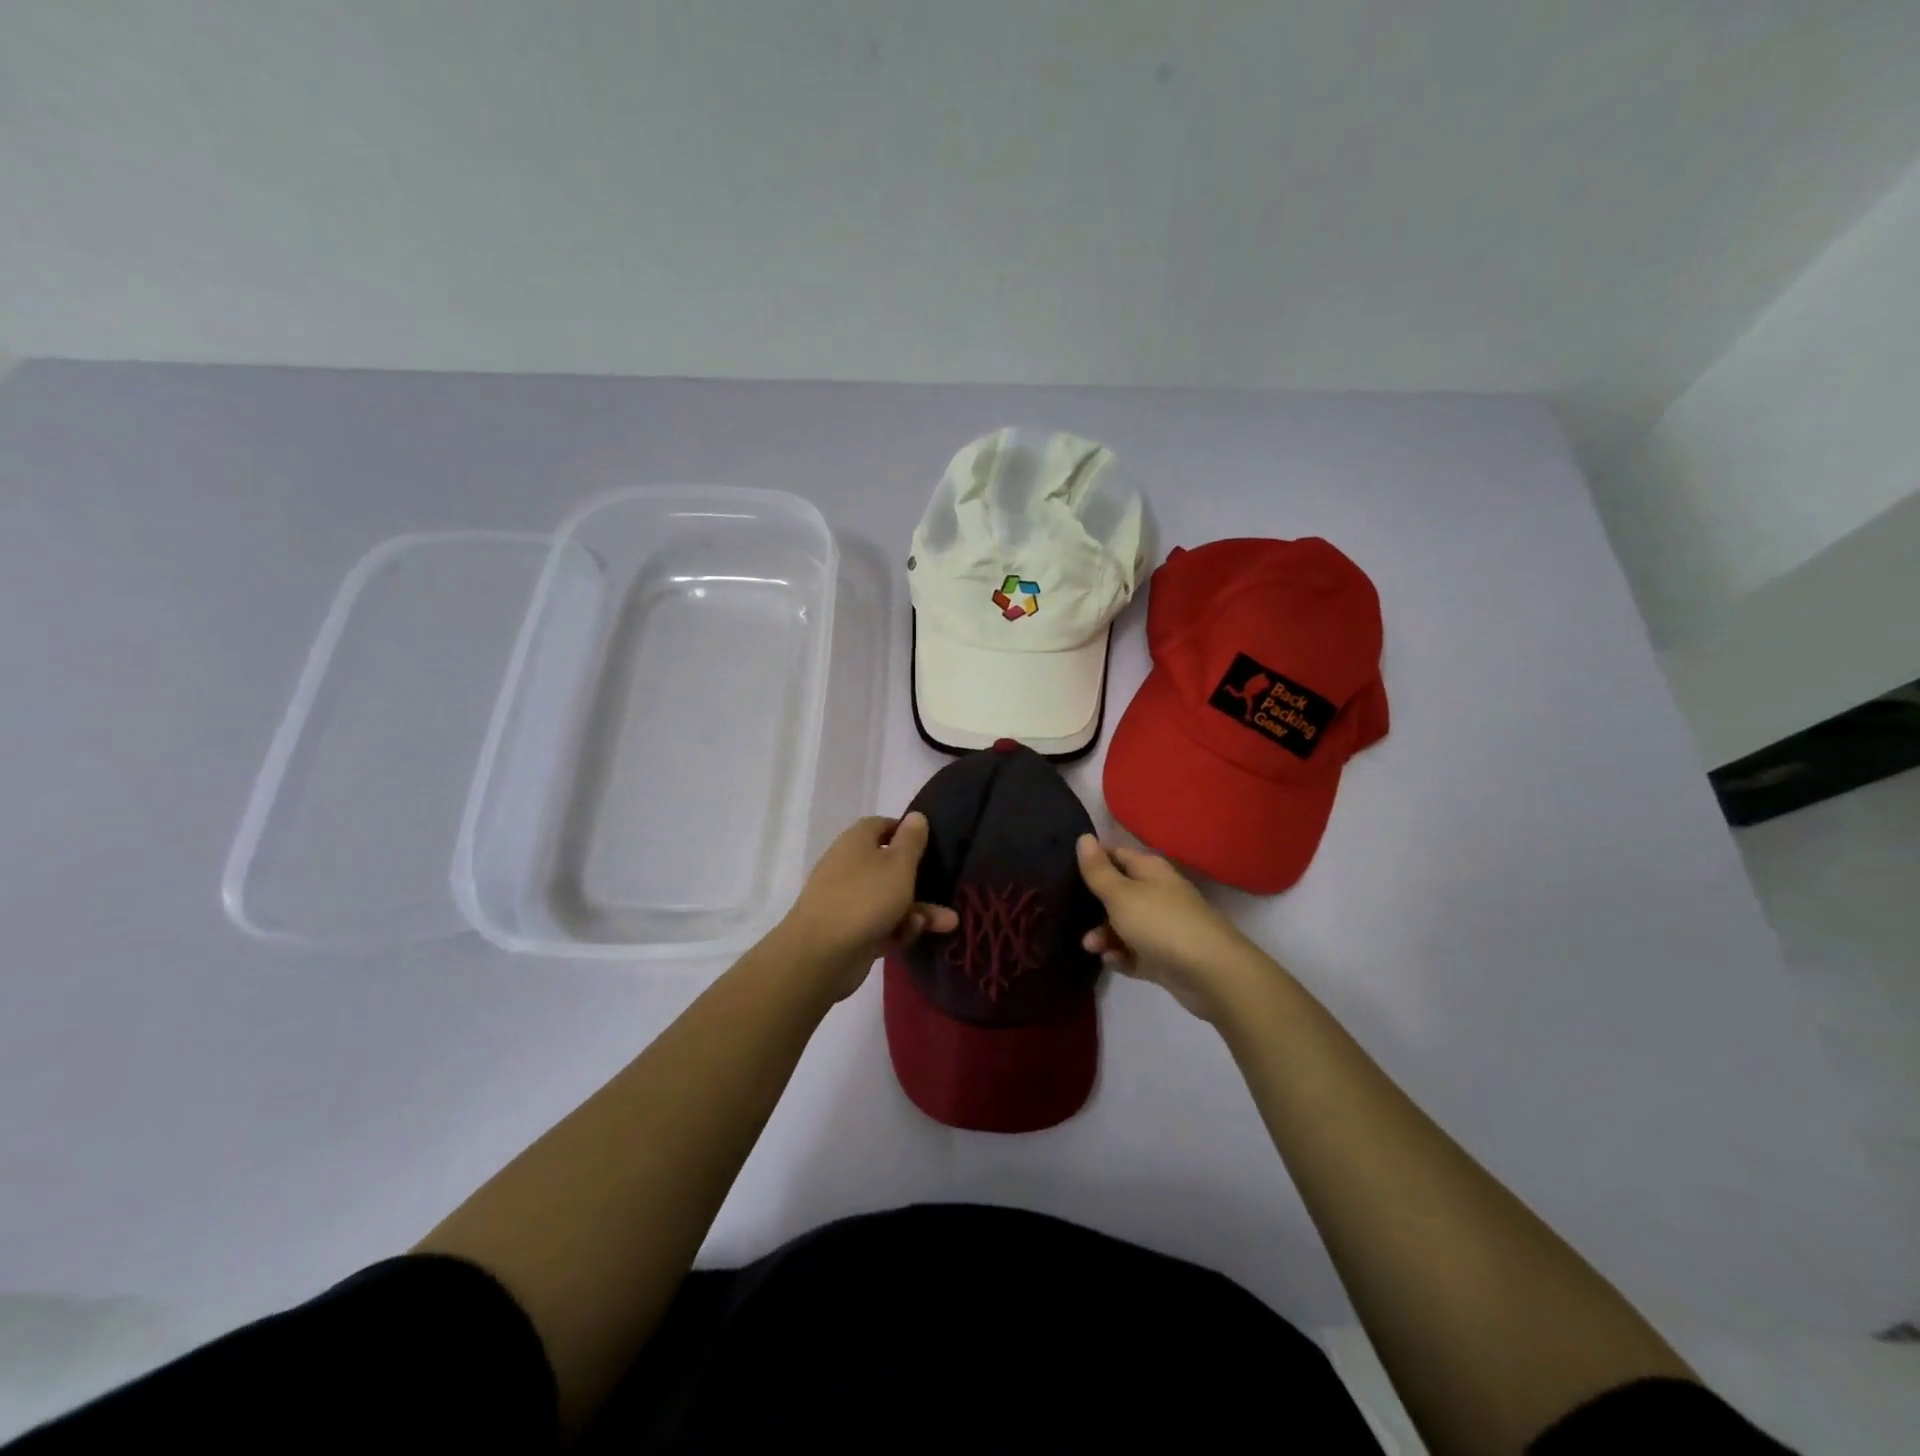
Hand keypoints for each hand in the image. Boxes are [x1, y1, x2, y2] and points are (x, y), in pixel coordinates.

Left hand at [780, 814, 958, 999]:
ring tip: (948, 923)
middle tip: (947, 889)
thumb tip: (916, 815)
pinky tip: (910, 935)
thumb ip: (911, 840)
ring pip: (889, 899)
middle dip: (920, 880)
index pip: (882, 826)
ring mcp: (847, 900)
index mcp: (856, 841)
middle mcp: (849, 866)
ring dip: (918, 910)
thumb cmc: (866, 898)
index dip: (906, 832)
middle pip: (889, 866)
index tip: (930, 844)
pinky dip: (897, 928)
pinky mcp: (849, 931)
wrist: (821, 954)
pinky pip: (880, 924)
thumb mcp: (899, 864)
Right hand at [1075, 835, 1266, 1022]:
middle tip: (1073, 915)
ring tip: (1092, 947)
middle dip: (1094, 906)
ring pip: (1124, 926)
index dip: (1093, 861)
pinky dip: (1121, 956)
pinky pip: (1135, 953)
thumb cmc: (1161, 923)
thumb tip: (1083, 837)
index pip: (1117, 855)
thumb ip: (1098, 870)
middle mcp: (1157, 894)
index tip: (1066, 872)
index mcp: (1150, 871)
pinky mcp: (1164, 957)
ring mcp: (1162, 926)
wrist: (1211, 972)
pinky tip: (1112, 962)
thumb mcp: (1121, 894)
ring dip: (1104, 935)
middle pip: (1118, 894)